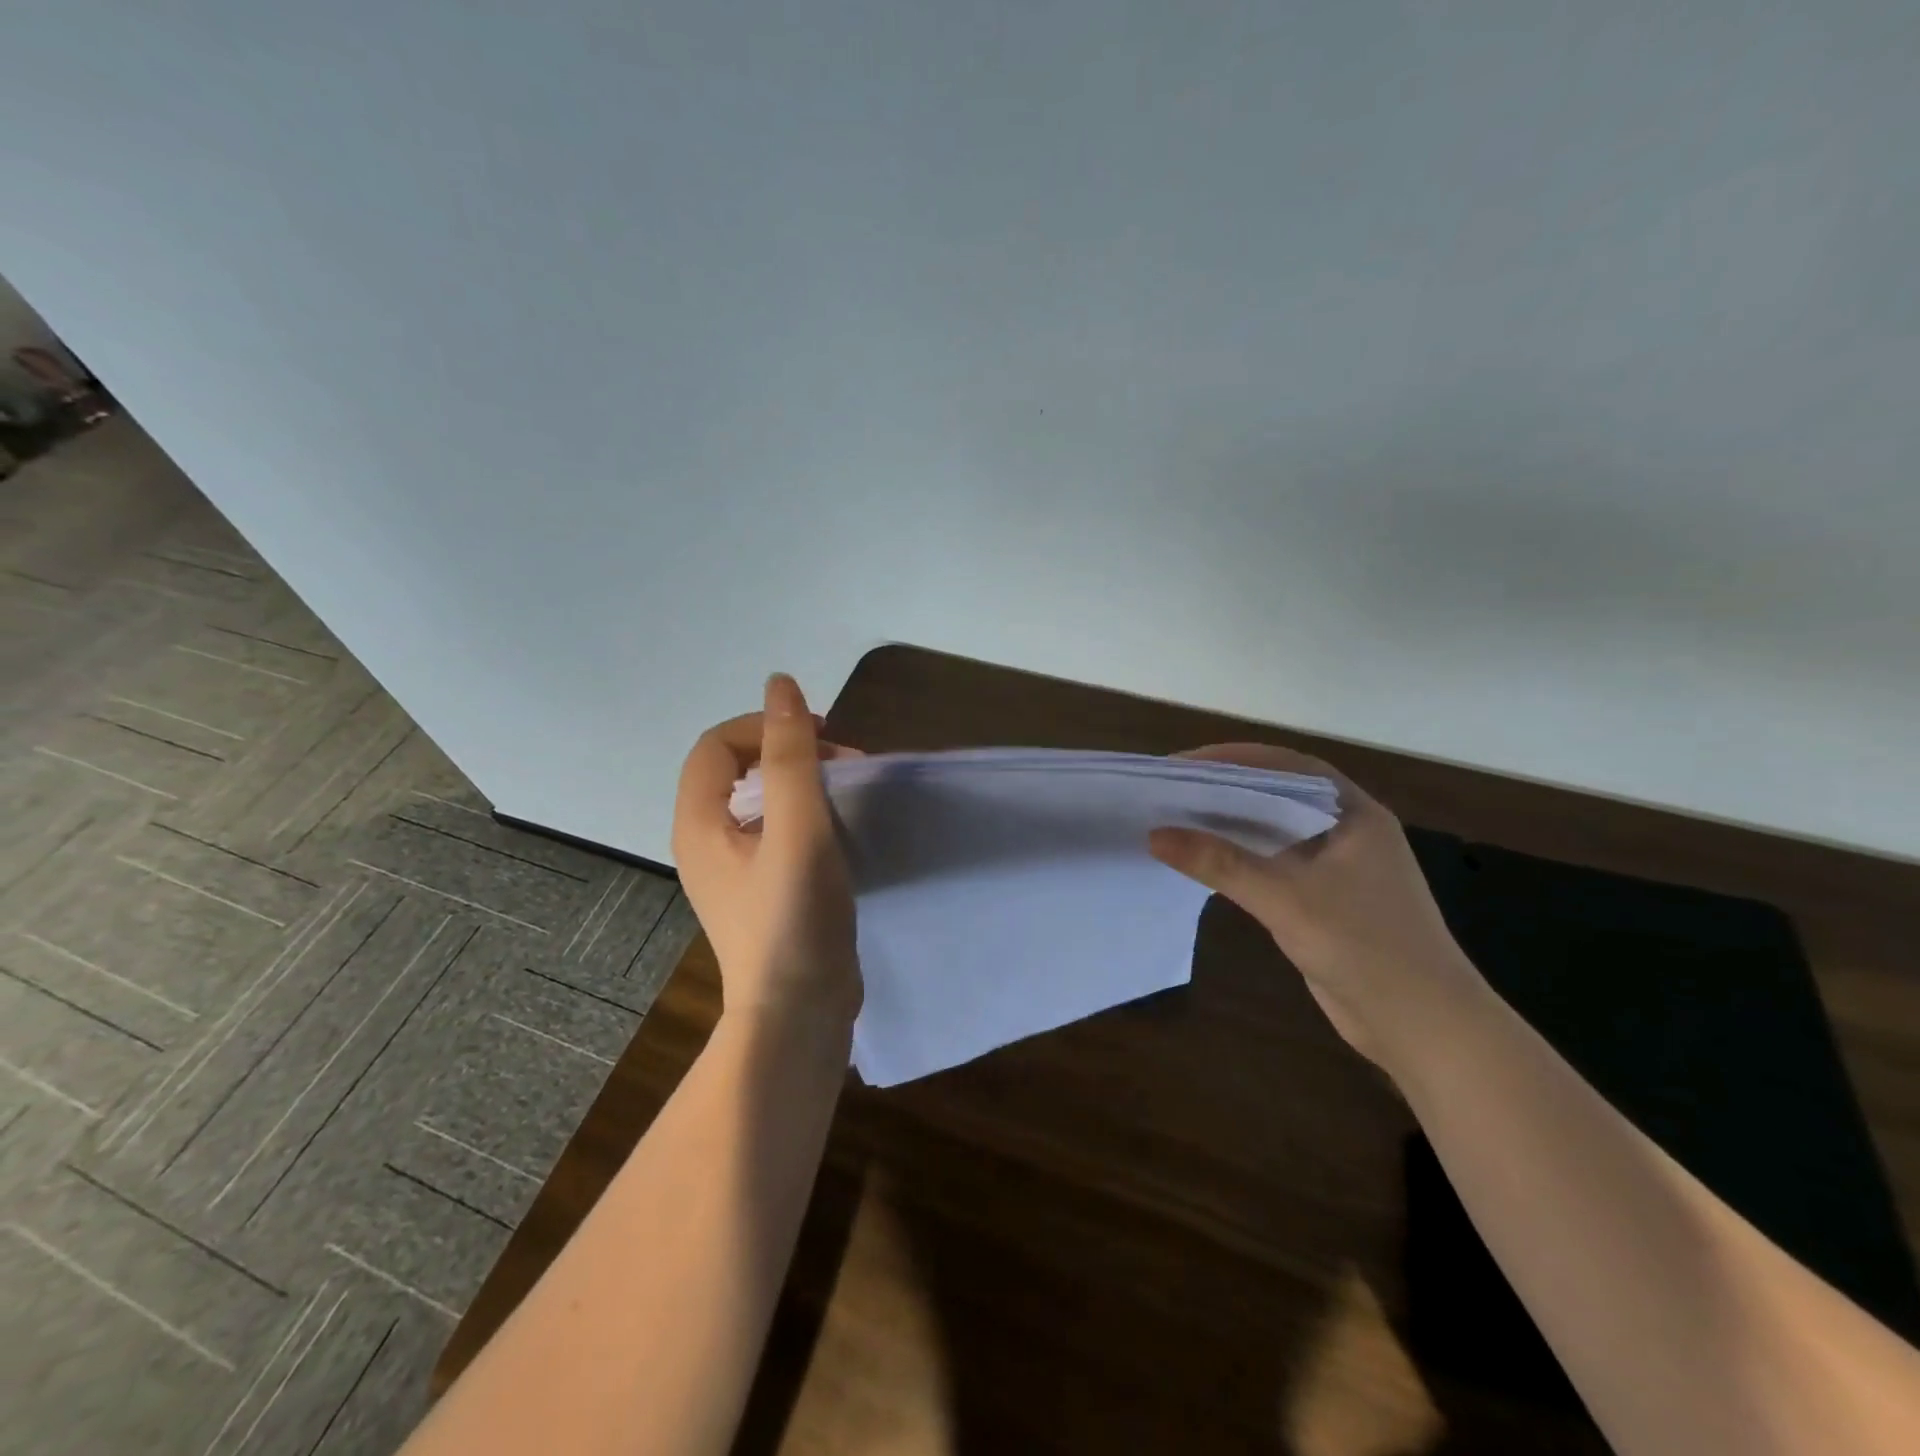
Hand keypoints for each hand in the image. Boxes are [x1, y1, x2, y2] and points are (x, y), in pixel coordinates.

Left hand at [672, 675, 860, 1025]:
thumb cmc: (794, 918)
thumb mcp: (797, 829)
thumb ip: (791, 756)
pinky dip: (805, 816)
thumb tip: (781, 684)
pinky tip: (839, 832)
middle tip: (842, 765)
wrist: (798, 1014)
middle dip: (789, 752)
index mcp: (699, 823)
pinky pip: (775, 832)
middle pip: (736, 769)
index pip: (716, 745)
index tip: (821, 738)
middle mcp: (706, 843)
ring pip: (758, 801)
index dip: (764, 726)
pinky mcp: (761, 892)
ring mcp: (733, 871)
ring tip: (847, 793)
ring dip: (801, 783)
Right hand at [1148, 743, 1484, 1067]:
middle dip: (1226, 788)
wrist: (1424, 1028)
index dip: (1233, 758)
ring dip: (1232, 824)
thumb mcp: (1287, 899)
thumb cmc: (1365, 948)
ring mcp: (1338, 868)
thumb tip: (1155, 835)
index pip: (1287, 766)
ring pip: (1275, 831)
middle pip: (1278, 794)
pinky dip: (1241, 857)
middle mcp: (1348, 831)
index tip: (1183, 764)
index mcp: (1354, 814)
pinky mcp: (1325, 901)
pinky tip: (1205, 862)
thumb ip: (1222, 864)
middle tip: (1172, 789)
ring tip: (1178, 819)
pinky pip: (1275, 865)